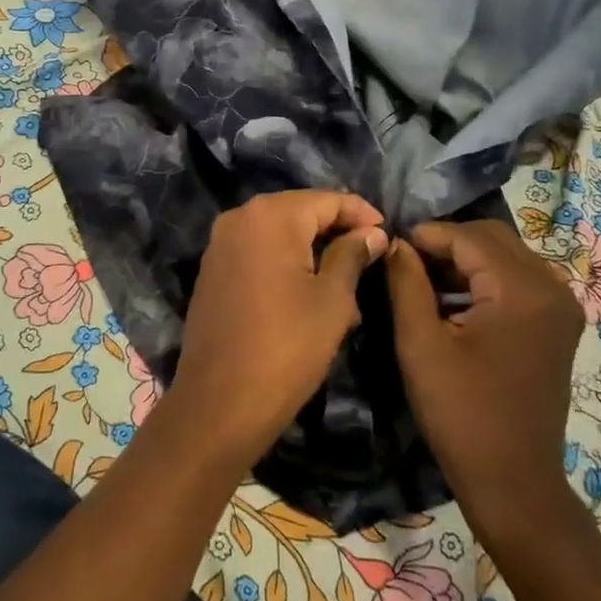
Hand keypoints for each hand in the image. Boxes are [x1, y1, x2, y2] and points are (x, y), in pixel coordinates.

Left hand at [165, 191, 387, 473]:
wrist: (220, 401)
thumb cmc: (287, 347)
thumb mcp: (332, 300)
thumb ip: (352, 255)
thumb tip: (372, 232)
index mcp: (270, 216)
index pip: (326, 200)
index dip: (361, 213)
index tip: (388, 233)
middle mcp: (239, 217)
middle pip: (299, 212)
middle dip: (336, 231)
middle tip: (371, 257)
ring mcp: (220, 244)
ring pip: (278, 234)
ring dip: (312, 249)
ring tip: (347, 281)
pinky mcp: (212, 270)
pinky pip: (257, 252)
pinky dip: (285, 262)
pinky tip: (309, 290)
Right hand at [385, 220, 584, 544]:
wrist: (514, 482)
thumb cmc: (461, 414)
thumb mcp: (420, 344)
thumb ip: (406, 283)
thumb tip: (395, 244)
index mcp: (522, 291)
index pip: (468, 237)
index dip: (425, 235)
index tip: (389, 245)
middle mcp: (553, 289)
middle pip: (493, 238)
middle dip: (447, 242)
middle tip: (406, 261)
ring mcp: (562, 307)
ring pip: (507, 255)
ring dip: (466, 258)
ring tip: (424, 277)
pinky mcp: (559, 325)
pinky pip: (519, 278)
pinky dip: (486, 277)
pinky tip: (454, 297)